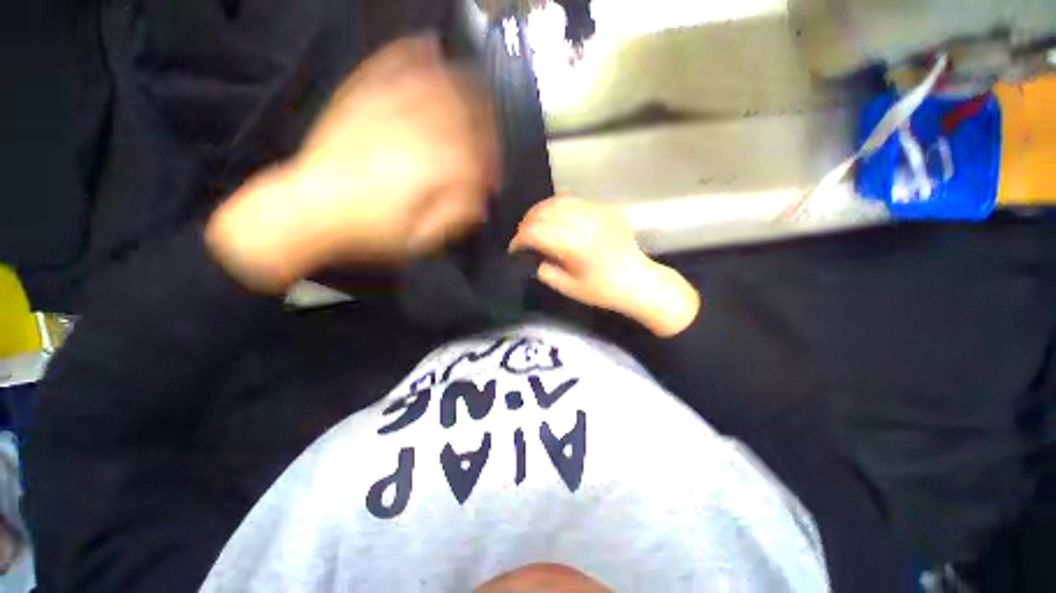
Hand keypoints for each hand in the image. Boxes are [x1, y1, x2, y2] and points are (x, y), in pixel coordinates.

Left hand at [206, 35, 498, 292]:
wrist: (308, 211)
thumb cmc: (367, 231)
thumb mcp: (418, 240)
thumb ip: (454, 218)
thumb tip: (481, 205)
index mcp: (430, 167)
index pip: (477, 157)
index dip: (492, 168)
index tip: (494, 180)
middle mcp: (414, 129)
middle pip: (465, 115)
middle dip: (487, 128)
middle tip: (493, 140)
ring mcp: (385, 107)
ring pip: (438, 85)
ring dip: (465, 88)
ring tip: (479, 95)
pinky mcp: (361, 97)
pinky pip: (391, 64)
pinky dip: (413, 53)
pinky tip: (429, 48)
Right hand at [510, 197, 699, 336]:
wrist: (638, 281)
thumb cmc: (603, 290)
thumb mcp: (569, 289)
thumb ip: (546, 271)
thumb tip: (534, 256)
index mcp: (574, 245)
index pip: (535, 232)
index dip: (519, 239)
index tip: (514, 249)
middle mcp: (584, 222)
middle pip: (543, 212)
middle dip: (526, 224)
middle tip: (522, 238)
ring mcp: (596, 212)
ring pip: (556, 201)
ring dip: (539, 212)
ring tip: (534, 225)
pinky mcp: (604, 209)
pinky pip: (573, 200)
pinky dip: (557, 207)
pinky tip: (554, 219)